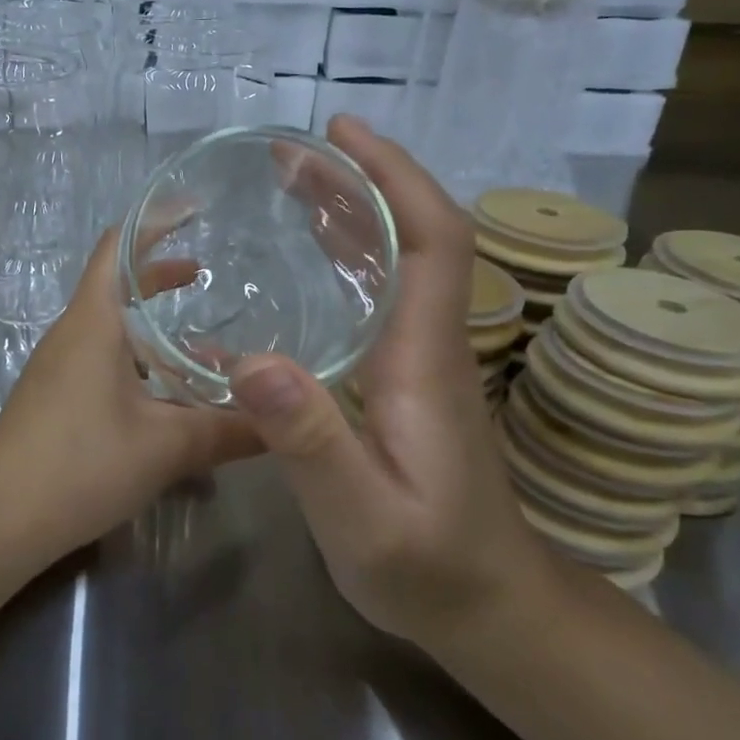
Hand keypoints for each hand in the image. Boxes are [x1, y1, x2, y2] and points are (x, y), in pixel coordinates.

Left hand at [0, 226, 261, 554]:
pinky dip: (140, 366)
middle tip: (206, 278)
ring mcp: (58, 368)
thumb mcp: (167, 446)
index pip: (117, 245)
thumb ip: (228, 431)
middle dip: (162, 278)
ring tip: (204, 352)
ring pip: (113, 332)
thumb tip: (283, 426)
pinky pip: (103, 364)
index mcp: (93, 321)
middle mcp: (72, 334)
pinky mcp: (55, 400)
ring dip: (155, 334)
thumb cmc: (82, 463)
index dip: (154, 221)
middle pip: (117, 286)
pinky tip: (170, 403)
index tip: (193, 209)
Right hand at [227, 116, 554, 646]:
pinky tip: (311, 258)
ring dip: (354, 212)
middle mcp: (431, 342)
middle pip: (415, 235)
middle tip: (292, 154)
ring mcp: (423, 358)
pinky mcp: (409, 377)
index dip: (395, 177)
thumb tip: (251, 362)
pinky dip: (351, 256)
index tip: (344, 134)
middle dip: (361, 181)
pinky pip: (384, 293)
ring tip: (293, 185)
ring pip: (401, 261)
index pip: (434, 239)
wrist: (488, 605)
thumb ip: (311, 443)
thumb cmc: (428, 565)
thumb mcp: (361, 517)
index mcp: (426, 358)